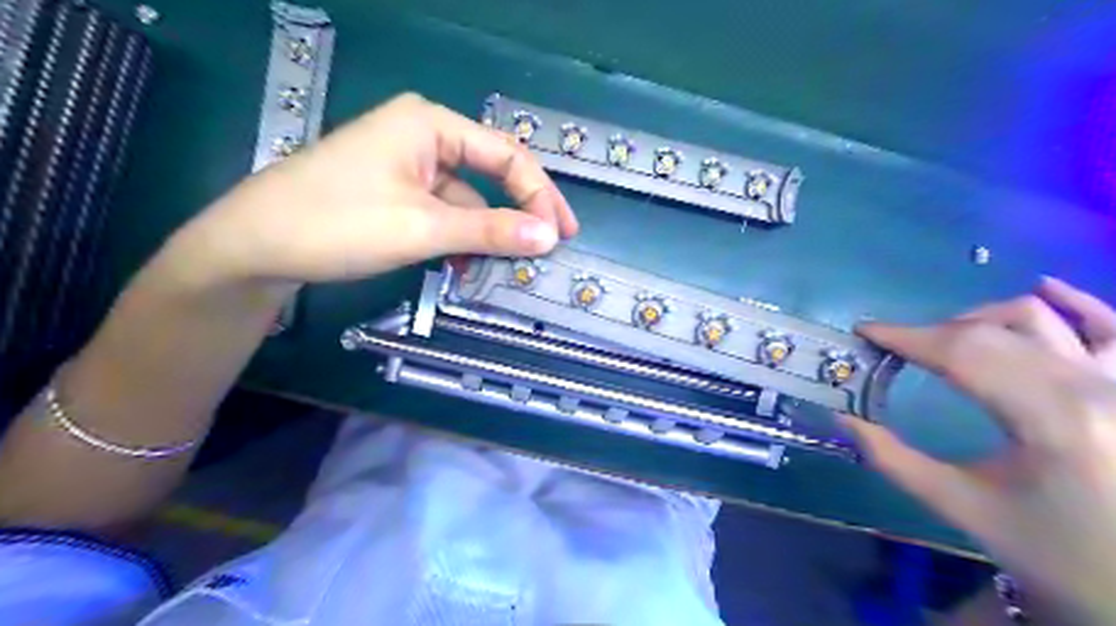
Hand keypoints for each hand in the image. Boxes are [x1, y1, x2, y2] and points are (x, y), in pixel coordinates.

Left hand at [177, 90, 575, 285]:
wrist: (253, 245)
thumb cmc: (338, 223)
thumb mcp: (423, 228)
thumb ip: (490, 231)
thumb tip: (548, 236)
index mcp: (431, 124)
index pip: (507, 155)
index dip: (540, 195)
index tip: (561, 234)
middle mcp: (423, 135)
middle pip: (491, 173)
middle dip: (520, 212)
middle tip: (550, 244)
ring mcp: (408, 165)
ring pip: (468, 198)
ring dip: (488, 232)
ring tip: (508, 266)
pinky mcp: (395, 192)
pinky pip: (444, 212)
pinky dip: (460, 238)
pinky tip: (465, 266)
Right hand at [846, 280, 1115, 624]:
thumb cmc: (1055, 553)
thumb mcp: (962, 507)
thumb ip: (893, 460)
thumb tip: (843, 419)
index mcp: (1051, 422)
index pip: (962, 354)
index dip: (906, 337)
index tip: (865, 331)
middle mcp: (1095, 388)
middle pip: (991, 332)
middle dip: (932, 333)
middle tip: (896, 348)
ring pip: (1039, 317)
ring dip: (980, 318)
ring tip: (947, 337)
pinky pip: (1111, 324)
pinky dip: (1076, 302)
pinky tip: (1043, 289)